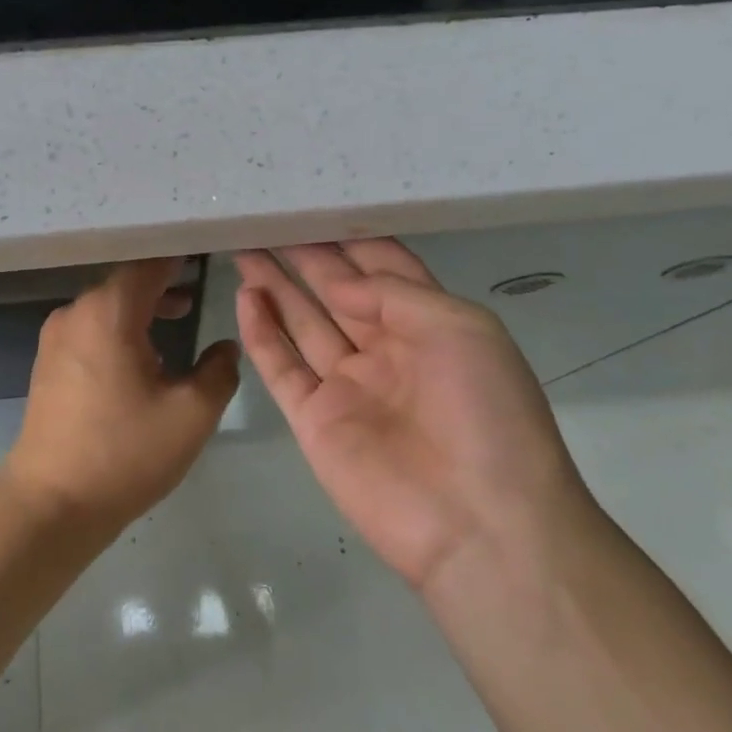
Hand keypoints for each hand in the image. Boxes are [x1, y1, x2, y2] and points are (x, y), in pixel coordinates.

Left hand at [6, 259, 240, 535]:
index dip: (181, 256)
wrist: (51, 503)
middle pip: (126, 281)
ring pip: (108, 306)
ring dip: (144, 306)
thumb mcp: (191, 413)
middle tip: (201, 285)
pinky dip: (121, 327)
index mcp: (109, 312)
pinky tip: (144, 353)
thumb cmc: (125, 452)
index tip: (209, 252)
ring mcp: (56, 338)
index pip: (150, 264)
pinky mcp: (48, 363)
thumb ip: (219, 371)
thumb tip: (225, 347)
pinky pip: (91, 328)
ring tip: (181, 315)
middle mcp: (76, 313)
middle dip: (165, 281)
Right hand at [234, 240, 589, 594]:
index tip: (316, 207)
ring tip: (245, 248)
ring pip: (303, 323)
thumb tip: (340, 284)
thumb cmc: (486, 413)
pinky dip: (262, 334)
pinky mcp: (315, 420)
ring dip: (276, 286)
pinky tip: (247, 298)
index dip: (351, 240)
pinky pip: (282, 368)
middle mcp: (386, 350)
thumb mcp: (460, 329)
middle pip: (337, 292)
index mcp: (431, 326)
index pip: (384, 270)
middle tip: (266, 221)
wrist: (480, 524)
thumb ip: (395, 294)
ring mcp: (347, 386)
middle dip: (305, 256)